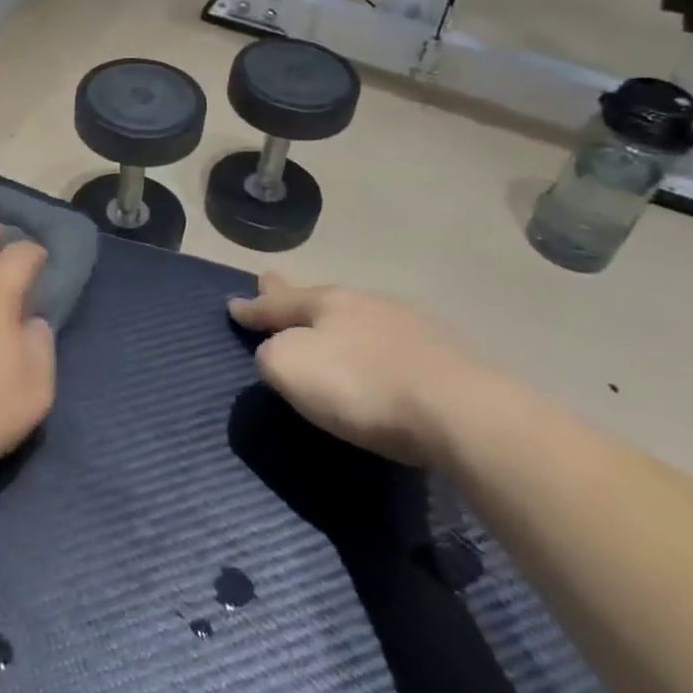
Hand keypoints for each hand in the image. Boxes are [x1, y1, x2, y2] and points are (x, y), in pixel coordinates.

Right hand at [229, 273, 477, 466]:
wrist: (460, 411)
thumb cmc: (362, 387)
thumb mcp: (291, 369)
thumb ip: (271, 356)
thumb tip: (276, 352)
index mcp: (326, 303)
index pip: (278, 303)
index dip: (253, 306)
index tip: (232, 304)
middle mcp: (365, 303)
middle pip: (319, 298)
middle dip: (292, 295)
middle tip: (271, 280)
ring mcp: (409, 324)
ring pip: (360, 315)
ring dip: (339, 320)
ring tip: (329, 325)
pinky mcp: (445, 354)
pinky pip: (394, 342)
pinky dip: (376, 346)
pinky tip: (381, 357)